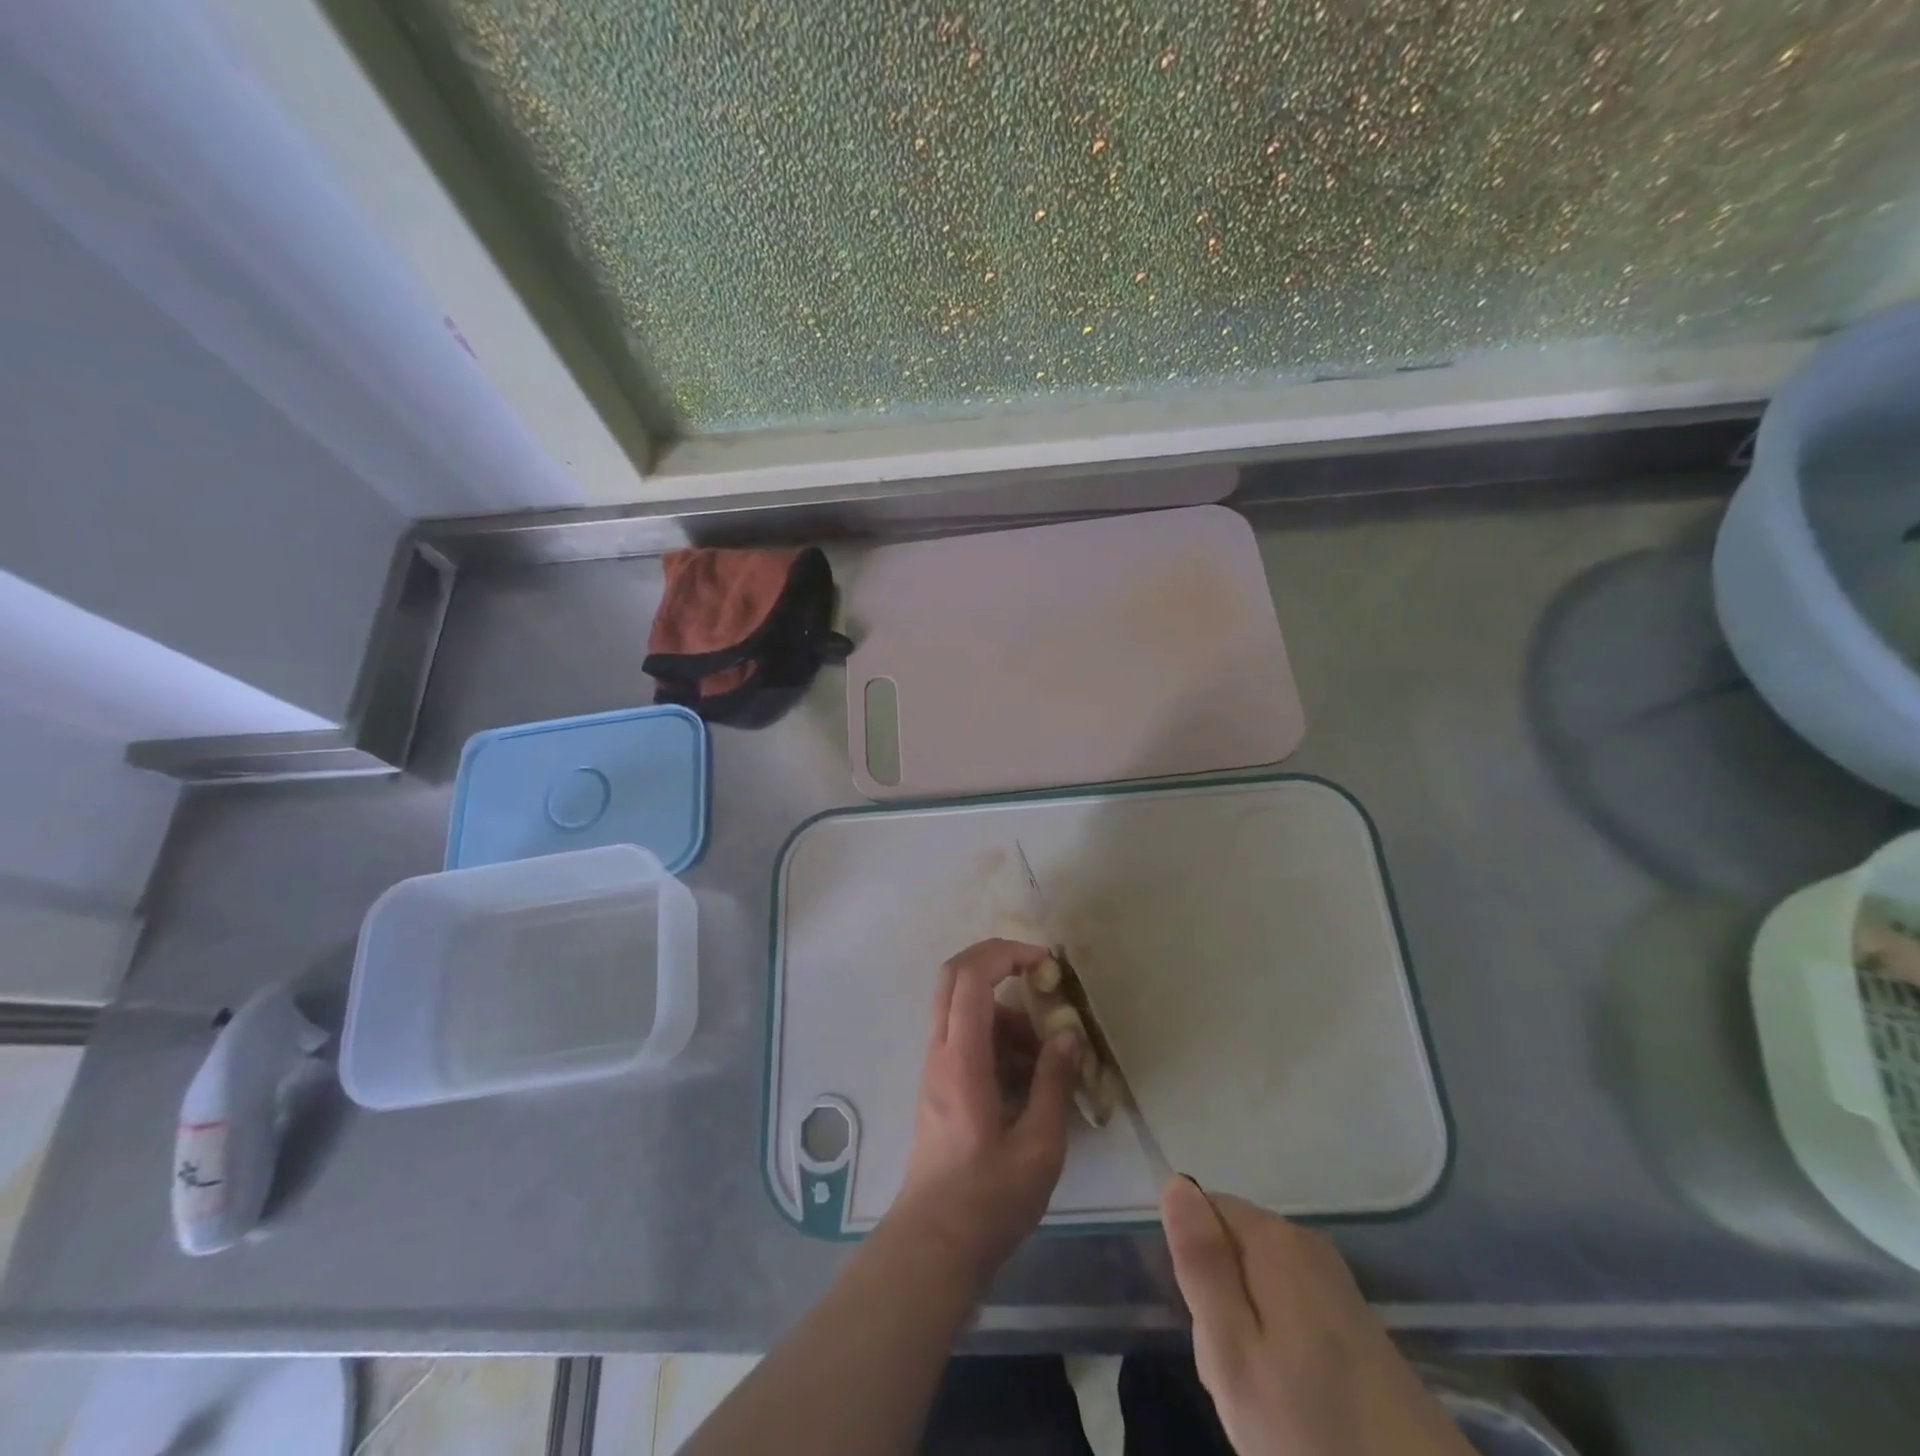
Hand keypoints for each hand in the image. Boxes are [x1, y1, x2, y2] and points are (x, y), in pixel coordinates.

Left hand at [888, 939, 1081, 1286]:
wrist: (933, 1244)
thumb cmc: (988, 1199)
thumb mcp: (1038, 1146)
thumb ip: (1054, 1083)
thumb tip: (1068, 1035)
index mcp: (961, 1059)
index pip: (971, 976)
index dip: (1006, 953)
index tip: (1045, 962)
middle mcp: (940, 1051)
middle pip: (953, 976)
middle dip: (995, 960)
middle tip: (1038, 975)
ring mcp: (934, 1066)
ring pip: (960, 1006)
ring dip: (1002, 1010)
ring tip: (1045, 1051)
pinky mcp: (938, 1084)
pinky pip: (964, 1036)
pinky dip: (995, 1036)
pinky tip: (1028, 1076)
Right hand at [1160, 1179, 1472, 1455]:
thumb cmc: (1315, 1433)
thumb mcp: (1233, 1353)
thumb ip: (1201, 1263)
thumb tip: (1175, 1181)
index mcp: (1273, 1238)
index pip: (1203, 1210)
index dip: (1194, 1268)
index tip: (1209, 1328)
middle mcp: (1306, 1243)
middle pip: (1231, 1248)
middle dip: (1220, 1304)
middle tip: (1236, 1376)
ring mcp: (1336, 1283)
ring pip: (1258, 1285)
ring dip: (1248, 1334)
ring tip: (1265, 1400)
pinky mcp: (1357, 1323)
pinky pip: (1290, 1313)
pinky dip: (1282, 1353)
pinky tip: (1296, 1407)